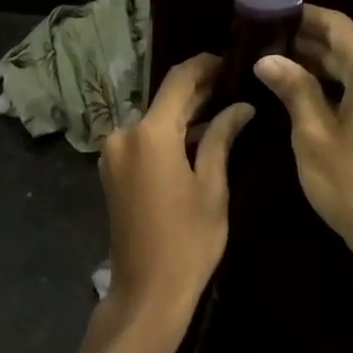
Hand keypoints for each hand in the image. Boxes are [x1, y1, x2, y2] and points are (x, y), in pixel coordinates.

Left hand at [98, 54, 253, 325]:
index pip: (179, 81)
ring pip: (154, 120)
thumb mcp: (212, 187)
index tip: (230, 60)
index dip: (204, 66)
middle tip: (234, 85)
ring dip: (183, 114)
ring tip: (223, 109)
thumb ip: (221, 138)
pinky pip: (143, 140)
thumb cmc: (188, 241)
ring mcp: (113, 153)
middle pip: (164, 100)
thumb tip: (241, 107)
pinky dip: (168, 134)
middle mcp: (124, 134)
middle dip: (198, 91)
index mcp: (149, 134)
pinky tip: (197, 137)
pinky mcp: (112, 170)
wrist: (146, 292)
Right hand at [253, 6, 352, 270]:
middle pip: (349, 46)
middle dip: (308, 43)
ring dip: (321, 66)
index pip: (338, 26)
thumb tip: (267, 58)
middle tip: (264, 41)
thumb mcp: (313, 134)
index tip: (271, 12)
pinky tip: (306, 91)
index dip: (305, 16)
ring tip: (276, 63)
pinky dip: (339, 86)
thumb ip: (293, 88)